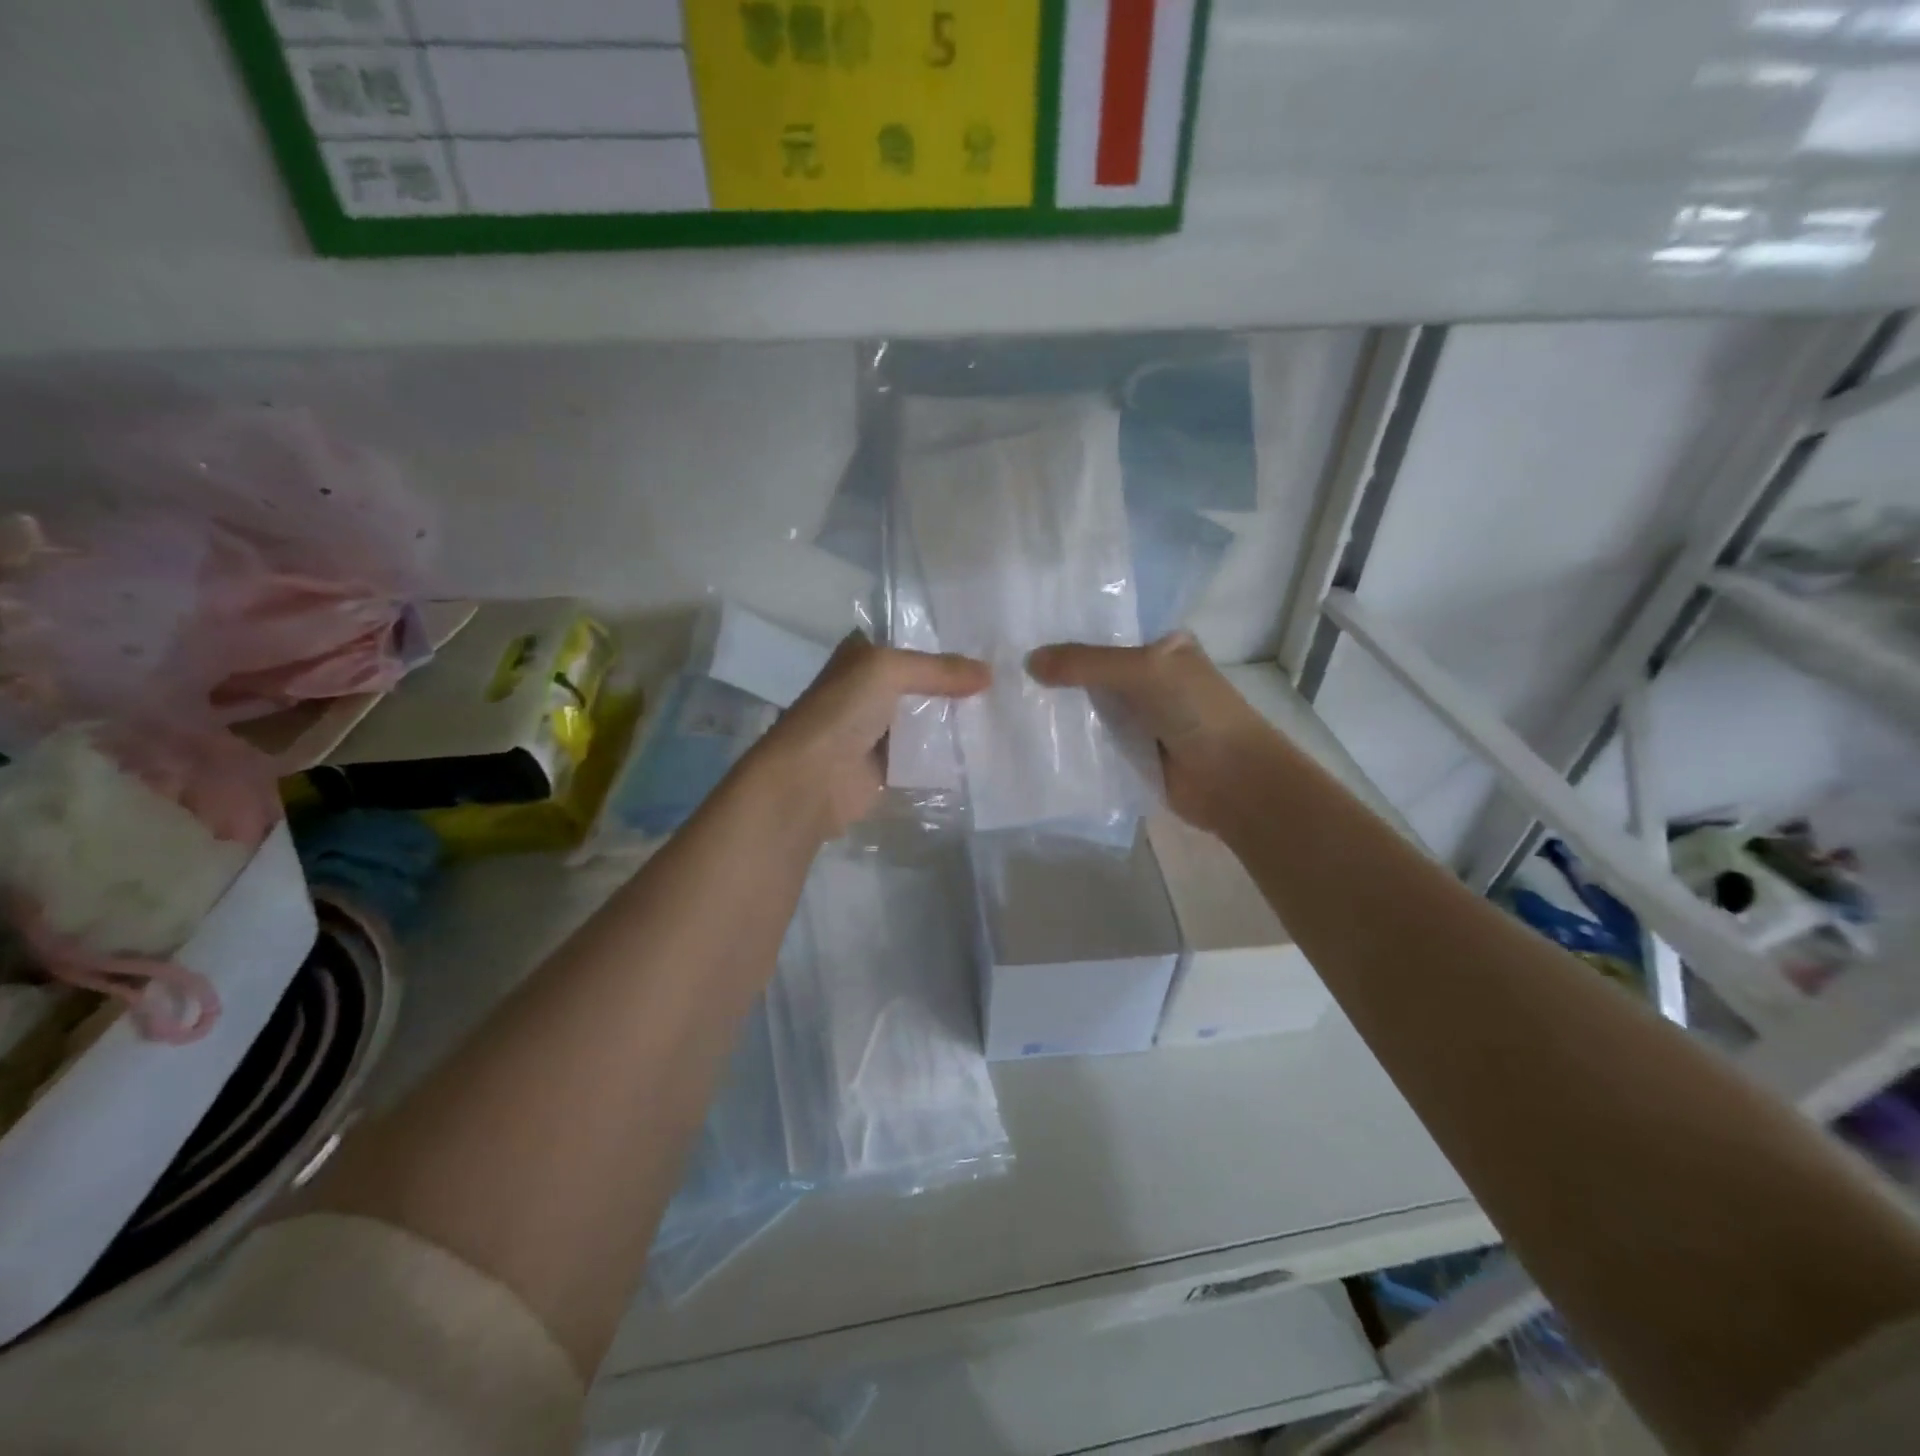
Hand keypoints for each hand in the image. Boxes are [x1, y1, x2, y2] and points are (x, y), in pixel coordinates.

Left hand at [750, 633, 989, 839]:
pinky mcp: (889, 766)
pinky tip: (984, 747)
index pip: (909, 641)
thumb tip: (989, 674)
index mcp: (862, 657)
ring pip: (928, 718)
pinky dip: (949, 753)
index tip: (987, 645)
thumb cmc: (842, 711)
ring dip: (956, 719)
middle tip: (1006, 682)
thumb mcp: (887, 670)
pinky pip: (926, 754)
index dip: (943, 642)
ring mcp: (879, 729)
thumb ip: (938, 669)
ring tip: (1004, 712)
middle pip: (923, 682)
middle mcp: (870, 690)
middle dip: (958, 684)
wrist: (813, 778)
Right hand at [1026, 632, 1273, 835]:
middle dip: (1057, 670)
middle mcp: (1150, 677)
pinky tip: (1030, 734)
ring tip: (1006, 697)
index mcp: (1163, 646)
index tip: (1021, 629)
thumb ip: (1086, 663)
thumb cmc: (1196, 711)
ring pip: (1090, 704)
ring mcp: (1140, 716)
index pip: (1107, 630)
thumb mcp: (1142, 671)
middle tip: (1003, 665)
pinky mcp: (1131, 751)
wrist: (1231, 780)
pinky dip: (1068, 737)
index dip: (1068, 630)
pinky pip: (1092, 738)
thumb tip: (1028, 661)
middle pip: (1094, 669)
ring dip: (1059, 706)